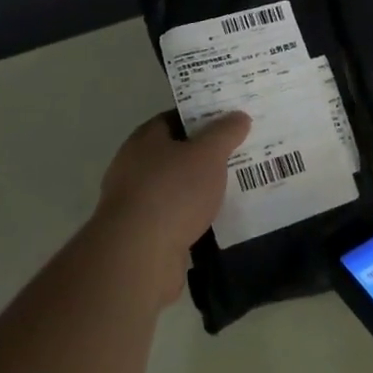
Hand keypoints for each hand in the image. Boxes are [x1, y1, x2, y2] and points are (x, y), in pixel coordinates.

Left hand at [93, 111, 249, 304]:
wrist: (138, 256)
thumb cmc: (173, 192)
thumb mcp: (208, 154)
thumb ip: (225, 133)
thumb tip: (239, 116)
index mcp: (145, 139)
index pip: (176, 118)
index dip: (203, 117)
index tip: (230, 122)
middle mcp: (133, 166)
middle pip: (176, 153)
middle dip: (205, 154)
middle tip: (239, 153)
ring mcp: (135, 203)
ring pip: (176, 187)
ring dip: (199, 188)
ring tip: (234, 187)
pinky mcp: (141, 235)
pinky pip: (174, 217)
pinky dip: (193, 216)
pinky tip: (217, 219)